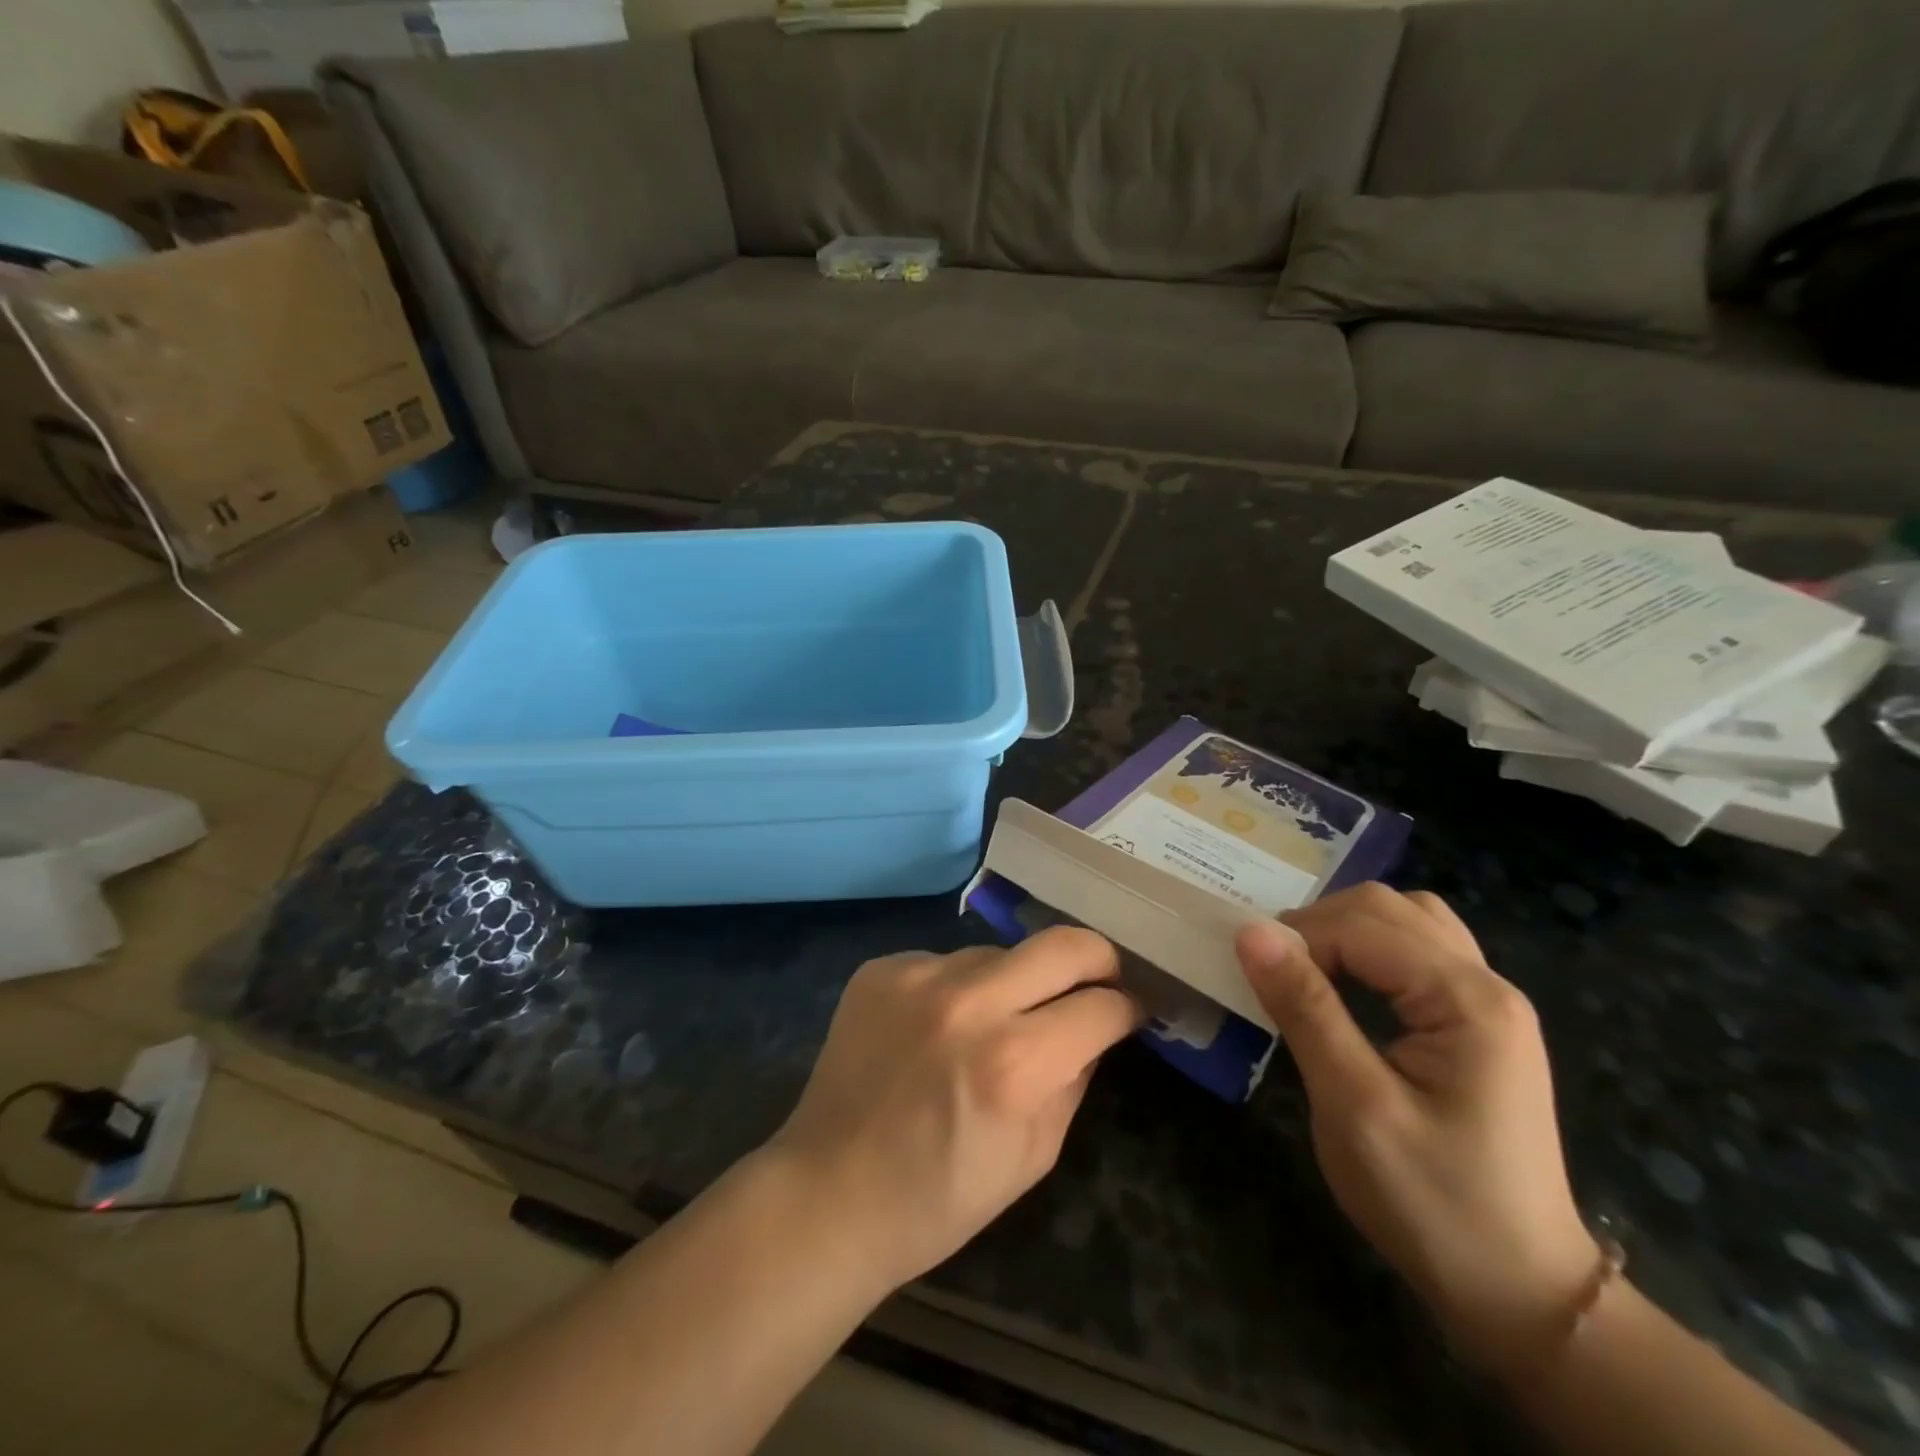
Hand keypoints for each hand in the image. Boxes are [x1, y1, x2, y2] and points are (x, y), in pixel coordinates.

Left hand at [768, 928, 1138, 1293]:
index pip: (1102, 1005)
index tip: (1131, 1010)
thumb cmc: (940, 1197)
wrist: (827, 1192)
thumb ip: (1075, 1078)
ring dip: (1015, 981)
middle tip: (1098, 981)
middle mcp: (969, 1003)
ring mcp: (918, 976)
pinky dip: (958, 988)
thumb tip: (1097, 1027)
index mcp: (1015, 1063)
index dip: (1129, 1008)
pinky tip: (938, 1027)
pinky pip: (945, 962)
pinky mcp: (882, 968)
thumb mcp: (1034, 1156)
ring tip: (997, 1020)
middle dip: (1097, 960)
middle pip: (1064, 943)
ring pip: (1000, 953)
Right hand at [1236, 884, 1598, 1375]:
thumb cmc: (1432, 1202)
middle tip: (1274, 972)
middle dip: (1320, 925)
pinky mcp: (1480, 1024)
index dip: (1299, 938)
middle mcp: (1487, 984)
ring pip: (1408, 920)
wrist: (1522, 1293)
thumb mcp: (1353, 1105)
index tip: (1253, 976)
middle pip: (1389, 908)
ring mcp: (1489, 1003)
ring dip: (1348, 931)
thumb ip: (1304, 1008)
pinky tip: (1350, 986)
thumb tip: (1250, 931)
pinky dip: (1374, 951)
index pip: (1363, 926)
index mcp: (1467, 1000)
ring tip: (1308, 971)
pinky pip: (1421, 953)